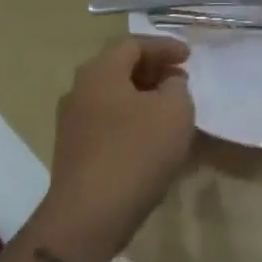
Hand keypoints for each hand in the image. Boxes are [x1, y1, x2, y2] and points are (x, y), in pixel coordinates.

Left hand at [36, 37, 194, 261]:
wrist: (88, 217)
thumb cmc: (136, 152)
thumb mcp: (174, 111)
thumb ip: (177, 87)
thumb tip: (168, 84)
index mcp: (100, 72)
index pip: (134, 44)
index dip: (164, 46)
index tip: (189, 57)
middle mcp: (79, 90)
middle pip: (120, 68)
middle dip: (154, 70)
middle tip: (181, 79)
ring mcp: (72, 123)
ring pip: (113, 96)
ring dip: (143, 97)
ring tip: (171, 108)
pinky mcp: (74, 152)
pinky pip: (108, 122)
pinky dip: (132, 119)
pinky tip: (152, 138)